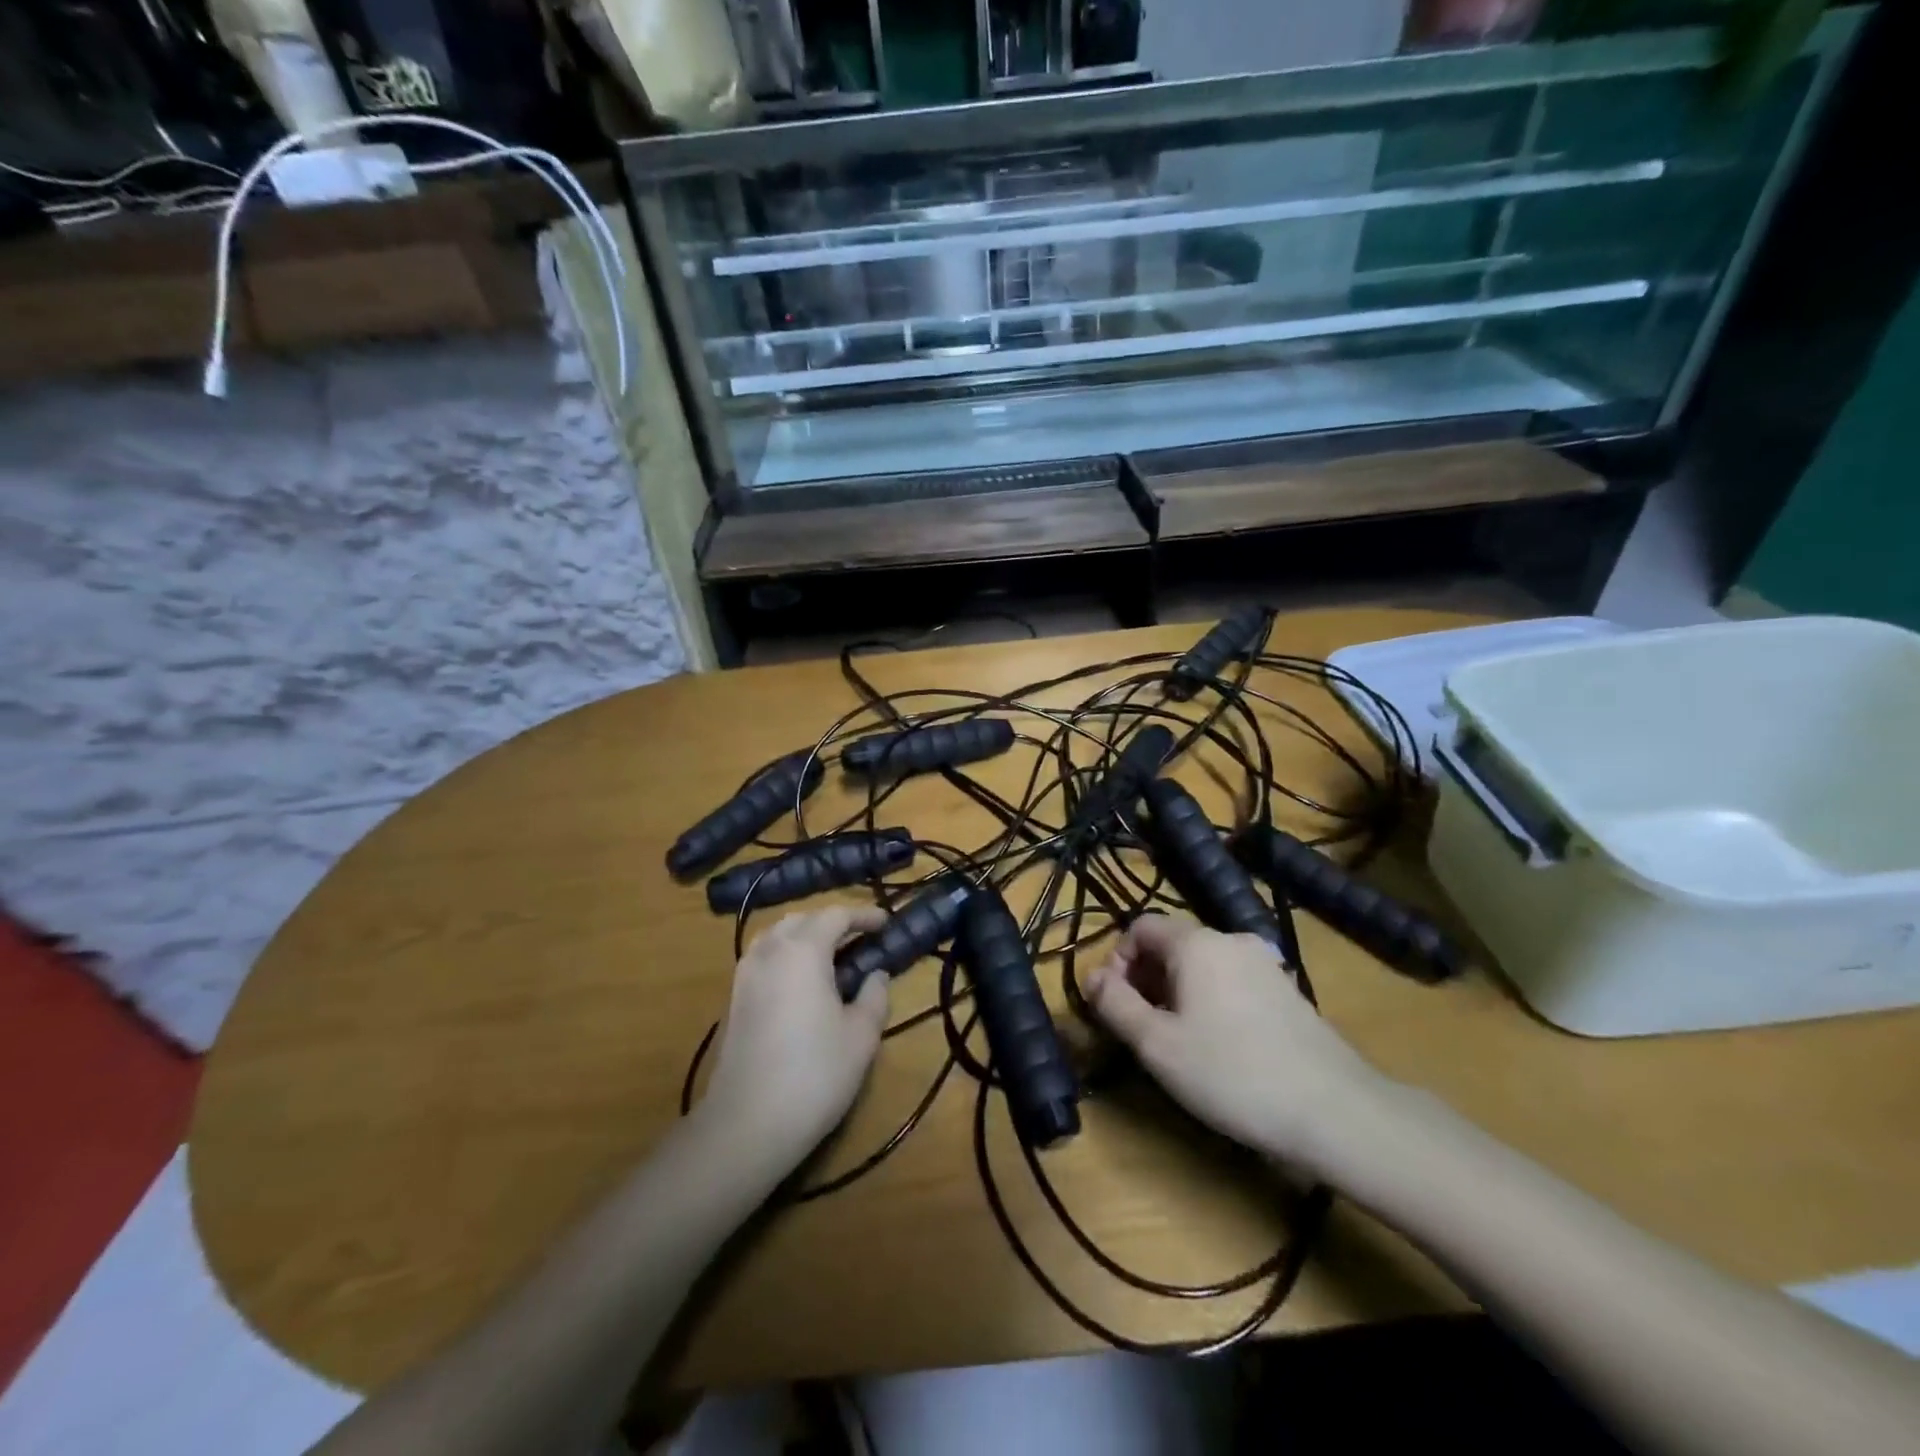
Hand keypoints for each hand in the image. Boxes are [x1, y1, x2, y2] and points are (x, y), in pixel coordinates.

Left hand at [698, 905, 890, 1169]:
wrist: (747, 1123)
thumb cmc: (815, 1073)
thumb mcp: (861, 1036)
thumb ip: (874, 995)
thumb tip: (876, 974)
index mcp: (804, 950)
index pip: (836, 915)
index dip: (863, 916)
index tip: (886, 923)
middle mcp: (770, 951)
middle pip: (803, 919)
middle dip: (832, 922)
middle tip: (860, 939)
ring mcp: (746, 974)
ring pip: (777, 935)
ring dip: (805, 936)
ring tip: (831, 956)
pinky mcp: (734, 999)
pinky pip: (763, 957)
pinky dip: (785, 955)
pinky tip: (801, 982)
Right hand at [1086, 914, 1388, 1177]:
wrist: (1333, 1110)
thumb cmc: (1231, 1073)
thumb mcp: (1157, 1045)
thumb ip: (1115, 1005)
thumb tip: (1091, 977)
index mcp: (1196, 942)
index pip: (1140, 927)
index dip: (1117, 961)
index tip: (1116, 1005)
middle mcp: (1231, 939)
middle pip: (1171, 943)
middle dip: (1145, 978)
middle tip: (1142, 1027)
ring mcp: (1265, 963)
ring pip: (1202, 964)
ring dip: (1177, 991)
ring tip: (1179, 1040)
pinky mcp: (1287, 990)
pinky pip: (1232, 980)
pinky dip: (1211, 999)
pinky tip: (1220, 1045)